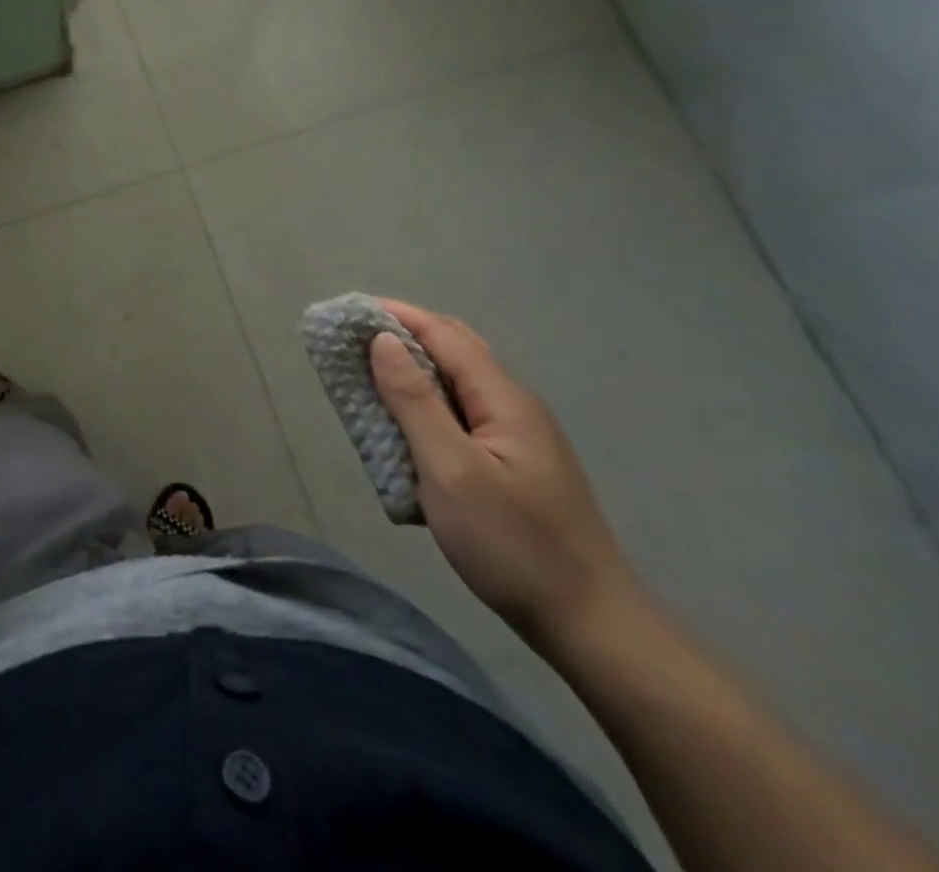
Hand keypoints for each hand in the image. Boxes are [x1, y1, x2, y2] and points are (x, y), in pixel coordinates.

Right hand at [367, 299, 639, 651]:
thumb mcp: (451, 471)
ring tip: (367, 378)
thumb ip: (415, 402)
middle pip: (454, 350)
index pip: (443, 333)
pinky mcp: (513, 466)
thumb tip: (383, 340)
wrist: (592, 627)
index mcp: (503, 398)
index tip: (346, 312)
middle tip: (351, 342)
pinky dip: (425, 406)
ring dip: (412, 371)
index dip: (394, 315)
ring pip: (457, 384)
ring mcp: (517, 437)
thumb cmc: (514, 546)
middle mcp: (513, 406)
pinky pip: (461, 416)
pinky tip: (405, 428)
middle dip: (402, 335)